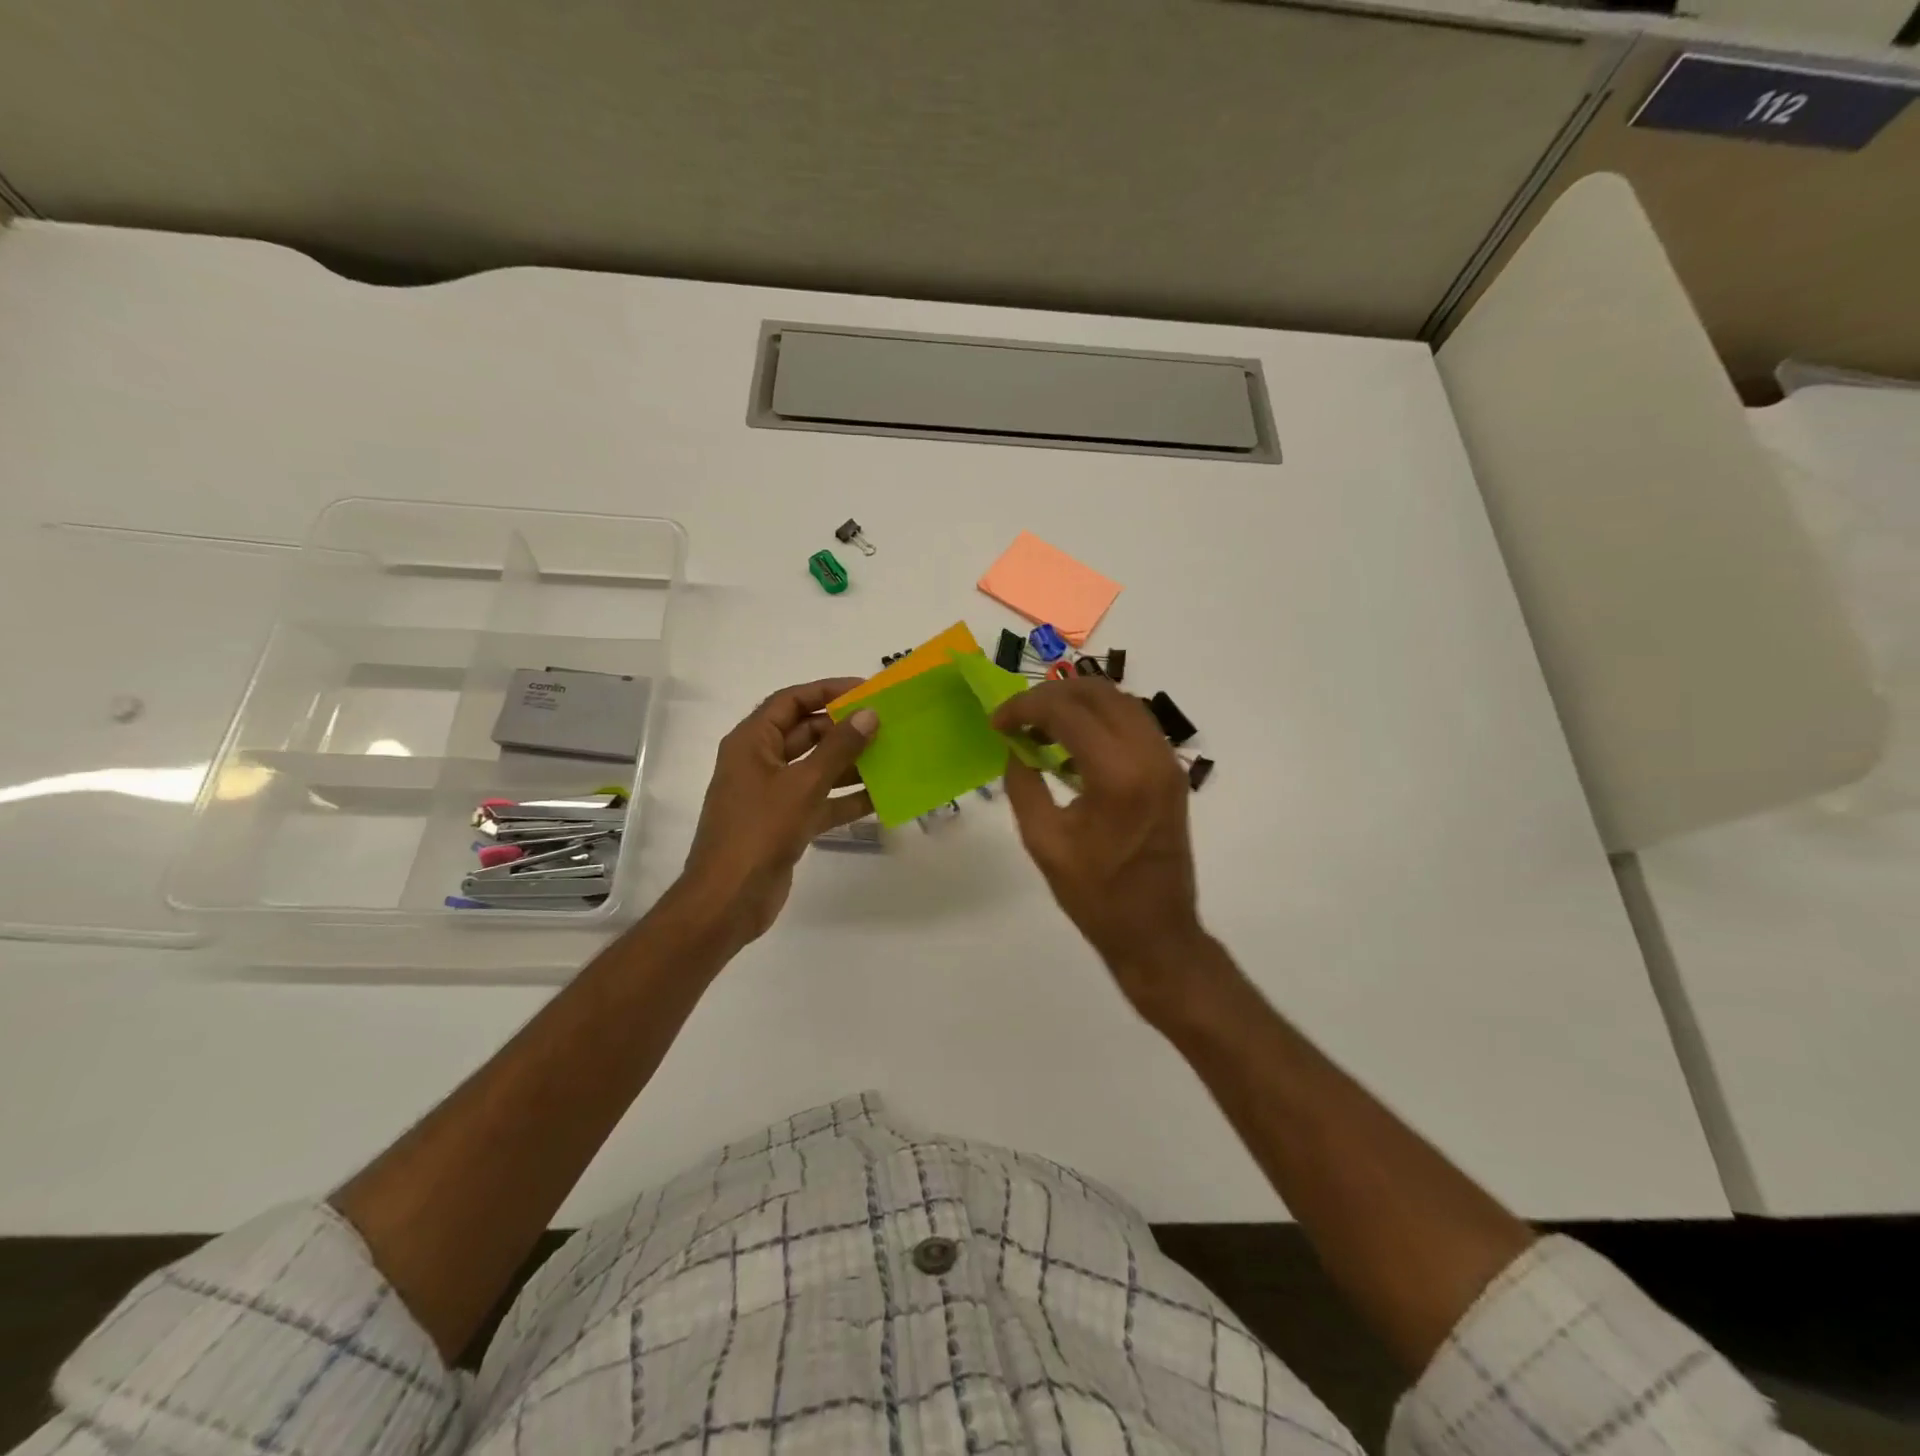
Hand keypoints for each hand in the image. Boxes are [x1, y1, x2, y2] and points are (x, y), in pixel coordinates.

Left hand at [678, 678, 878, 947]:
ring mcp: (773, 795)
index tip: (866, 690)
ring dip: (850, 764)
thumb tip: (869, 714)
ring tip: (891, 757)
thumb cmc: (759, 831)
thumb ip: (838, 748)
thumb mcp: (803, 785)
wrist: (729, 900)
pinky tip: (881, 798)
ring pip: (816, 768)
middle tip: (886, 725)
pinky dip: (846, 799)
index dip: (827, 690)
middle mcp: (760, 762)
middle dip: (844, 729)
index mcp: (752, 742)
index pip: (791, 701)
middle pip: (806, 733)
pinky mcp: (786, 823)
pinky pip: (820, 801)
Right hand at [992, 677, 1211, 1024]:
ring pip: (1120, 700)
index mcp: (1117, 775)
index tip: (997, 722)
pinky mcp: (1171, 771)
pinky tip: (1074, 742)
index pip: (1066, 711)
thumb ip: (1023, 784)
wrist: (1157, 930)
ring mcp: (1167, 761)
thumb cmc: (1096, 896)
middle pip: (1097, 693)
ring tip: (1041, 725)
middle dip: (1050, 695)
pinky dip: (1101, 718)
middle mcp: (1149, 756)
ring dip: (1078, 702)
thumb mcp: (1044, 841)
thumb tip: (1015, 746)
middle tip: (1017, 717)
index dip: (1024, 707)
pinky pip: (1135, 722)